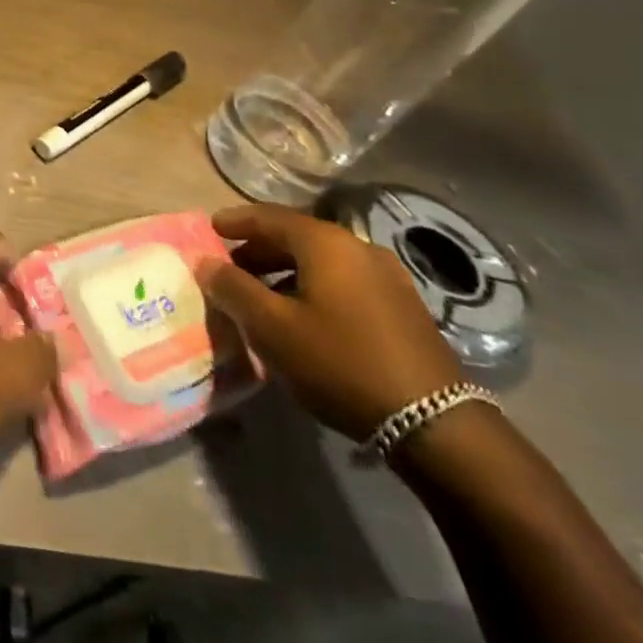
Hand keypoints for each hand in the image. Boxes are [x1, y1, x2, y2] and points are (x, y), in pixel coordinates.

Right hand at [200, 203, 461, 439]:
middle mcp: (358, 247)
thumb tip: (206, 262)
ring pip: (322, 262)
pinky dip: (314, 287)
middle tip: (231, 268)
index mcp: (325, 242)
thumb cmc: (341, 363)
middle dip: (258, 250)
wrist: (437, 426)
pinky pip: (344, 282)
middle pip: (295, 236)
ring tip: (263, 297)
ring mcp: (388, 277)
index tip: (210, 229)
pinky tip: (305, 317)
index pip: (267, 216)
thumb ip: (233, 289)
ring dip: (286, 272)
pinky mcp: (404, 308)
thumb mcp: (272, 328)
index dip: (235, 221)